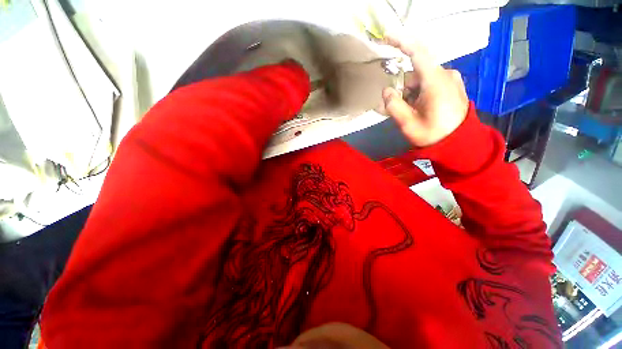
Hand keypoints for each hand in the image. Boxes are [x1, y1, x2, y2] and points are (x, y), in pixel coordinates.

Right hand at [382, 37, 468, 146]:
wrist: (459, 143)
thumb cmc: (433, 135)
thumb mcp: (407, 124)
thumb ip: (393, 105)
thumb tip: (387, 90)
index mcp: (436, 81)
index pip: (418, 53)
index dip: (401, 42)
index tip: (386, 38)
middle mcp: (445, 74)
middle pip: (415, 73)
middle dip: (403, 89)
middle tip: (401, 109)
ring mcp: (451, 79)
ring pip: (421, 79)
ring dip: (411, 93)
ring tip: (412, 113)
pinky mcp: (452, 85)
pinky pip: (430, 83)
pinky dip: (419, 93)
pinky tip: (420, 108)